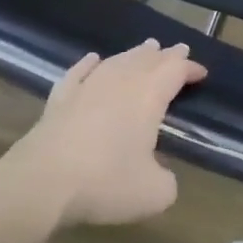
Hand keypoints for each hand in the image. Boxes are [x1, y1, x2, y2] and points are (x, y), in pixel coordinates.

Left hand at [0, 39, 206, 235]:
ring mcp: (85, 89)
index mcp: (148, 97)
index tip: (202, 73)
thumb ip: (167, 180)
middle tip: (177, 49)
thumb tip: (161, 175)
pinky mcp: (58, 101)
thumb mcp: (155, 193)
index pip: (175, 71)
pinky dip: (89, 64)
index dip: (190, 68)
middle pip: (146, 60)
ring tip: (144, 49)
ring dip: (133, 54)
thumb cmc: (106, 183)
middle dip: (165, 55)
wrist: (40, 184)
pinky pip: (78, 73)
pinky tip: (93, 59)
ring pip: (115, 61)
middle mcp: (119, 84)